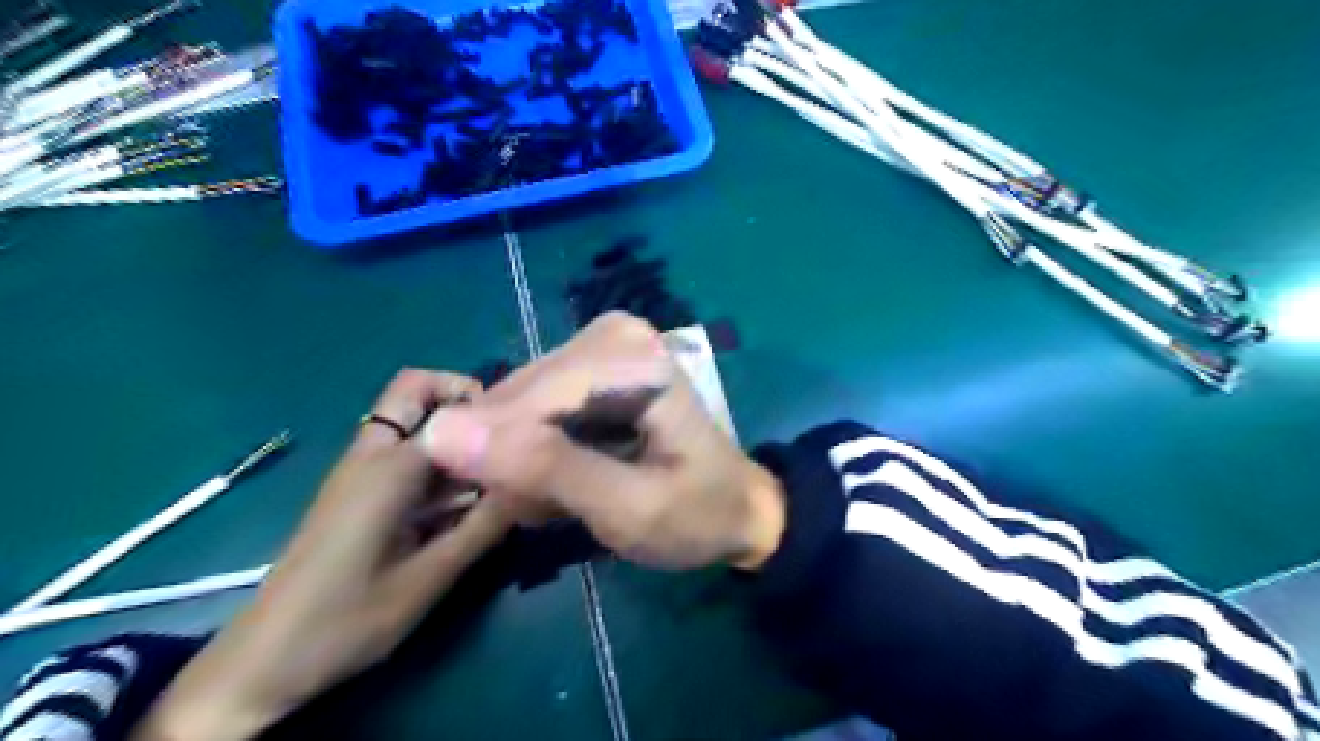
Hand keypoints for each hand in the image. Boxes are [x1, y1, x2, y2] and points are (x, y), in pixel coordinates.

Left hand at [136, 373, 507, 740]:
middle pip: (416, 391)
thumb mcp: (428, 578)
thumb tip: (531, 486)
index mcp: (388, 467)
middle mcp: (372, 454)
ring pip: (414, 424)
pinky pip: (406, 457)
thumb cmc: (346, 620)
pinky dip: (441, 466)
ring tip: (496, 481)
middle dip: (464, 401)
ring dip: (457, 440)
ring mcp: (362, 472)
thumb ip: (484, 526)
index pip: (453, 409)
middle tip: (504, 440)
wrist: (264, 662)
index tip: (528, 441)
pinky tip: (465, 506)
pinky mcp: (360, 493)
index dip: (494, 414)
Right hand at [416, 312, 779, 573]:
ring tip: (563, 498)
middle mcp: (610, 335)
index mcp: (628, 357)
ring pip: (517, 406)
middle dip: (520, 461)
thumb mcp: (626, 508)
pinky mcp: (590, 366)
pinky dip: (539, 451)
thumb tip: (439, 431)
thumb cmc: (695, 516)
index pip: (526, 400)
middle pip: (518, 398)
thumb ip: (543, 468)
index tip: (523, 508)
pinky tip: (567, 478)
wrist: (736, 510)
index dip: (504, 458)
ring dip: (527, 460)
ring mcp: (600, 345)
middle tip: (554, 507)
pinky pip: (533, 408)